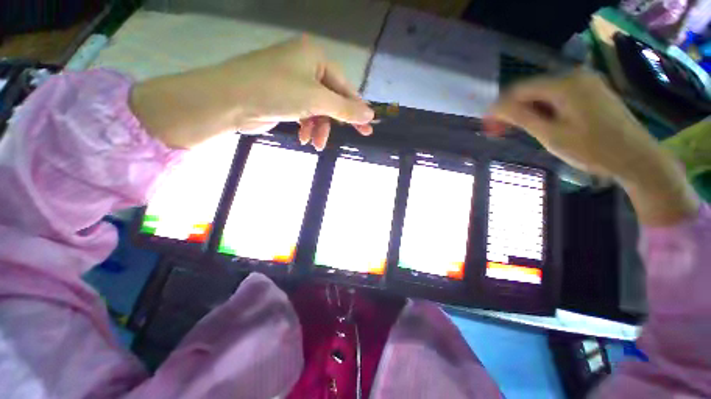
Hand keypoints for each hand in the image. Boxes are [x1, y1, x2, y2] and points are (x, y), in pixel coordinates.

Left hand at [131, 36, 373, 149]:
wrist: (228, 99)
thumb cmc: (276, 91)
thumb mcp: (316, 100)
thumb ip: (345, 108)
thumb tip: (370, 115)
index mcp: (315, 57)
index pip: (344, 87)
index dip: (357, 109)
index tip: (368, 128)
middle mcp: (305, 66)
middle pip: (331, 99)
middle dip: (334, 122)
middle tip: (350, 138)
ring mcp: (293, 82)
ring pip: (317, 109)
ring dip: (319, 128)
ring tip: (315, 144)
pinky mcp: (284, 97)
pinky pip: (304, 113)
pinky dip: (307, 127)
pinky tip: (304, 138)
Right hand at [489, 68, 697, 225]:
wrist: (636, 157)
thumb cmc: (593, 149)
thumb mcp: (551, 135)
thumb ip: (521, 117)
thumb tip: (494, 108)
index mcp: (564, 85)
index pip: (519, 90)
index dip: (499, 107)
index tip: (487, 125)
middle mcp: (574, 76)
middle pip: (531, 90)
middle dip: (513, 110)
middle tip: (500, 131)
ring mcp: (586, 82)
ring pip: (544, 94)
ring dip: (528, 111)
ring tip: (521, 131)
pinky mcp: (592, 91)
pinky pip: (558, 97)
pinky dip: (545, 109)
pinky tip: (543, 125)